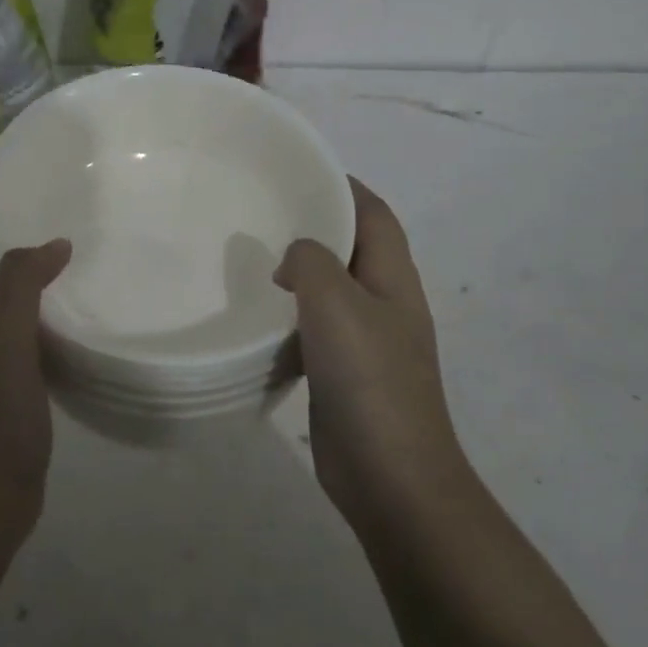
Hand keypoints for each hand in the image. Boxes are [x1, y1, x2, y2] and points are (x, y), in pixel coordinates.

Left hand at [0, 212, 71, 553]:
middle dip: (14, 236)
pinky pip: (35, 334)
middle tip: (62, 211)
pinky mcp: (18, 385)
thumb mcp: (5, 343)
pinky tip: (85, 315)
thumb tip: (54, 243)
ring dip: (37, 275)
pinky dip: (54, 314)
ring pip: (14, 302)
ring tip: (81, 253)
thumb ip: (22, 287)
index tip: (12, 181)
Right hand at [275, 178, 469, 531]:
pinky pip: (318, 329)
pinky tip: (260, 317)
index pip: (374, 214)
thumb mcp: (337, 305)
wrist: (390, 476)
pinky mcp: (346, 375)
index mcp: (394, 279)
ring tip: (253, 258)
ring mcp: (368, 342)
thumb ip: (312, 263)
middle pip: (353, 248)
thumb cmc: (369, 381)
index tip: (299, 170)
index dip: (344, 186)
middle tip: (264, 212)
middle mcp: (386, 303)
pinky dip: (293, 316)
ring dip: (301, 273)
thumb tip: (296, 258)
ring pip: (333, 291)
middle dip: (317, 225)